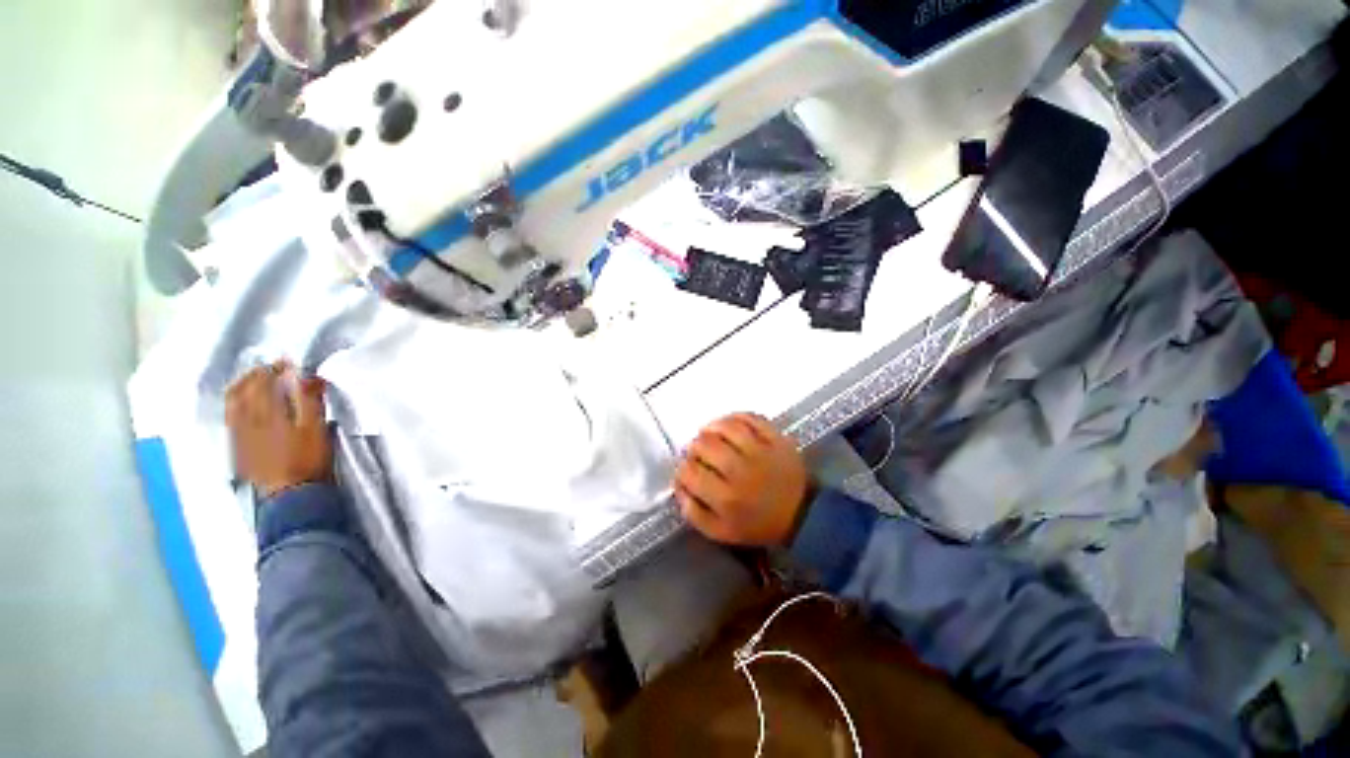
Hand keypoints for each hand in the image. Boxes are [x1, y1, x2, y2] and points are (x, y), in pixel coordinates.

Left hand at [226, 361, 331, 499]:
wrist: (291, 494)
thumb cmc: (308, 458)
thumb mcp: (315, 427)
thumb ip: (308, 400)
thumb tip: (304, 375)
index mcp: (266, 412)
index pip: (264, 382)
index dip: (275, 369)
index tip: (287, 361)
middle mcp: (245, 420)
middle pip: (242, 390)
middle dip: (253, 375)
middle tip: (268, 369)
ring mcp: (239, 434)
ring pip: (232, 404)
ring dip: (241, 388)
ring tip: (253, 383)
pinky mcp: (238, 447)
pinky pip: (230, 419)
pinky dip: (236, 405)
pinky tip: (244, 406)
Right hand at [674, 413, 810, 546]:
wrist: (802, 515)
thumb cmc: (759, 524)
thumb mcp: (722, 532)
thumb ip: (694, 513)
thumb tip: (678, 487)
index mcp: (726, 498)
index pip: (690, 472)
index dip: (682, 469)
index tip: (687, 470)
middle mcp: (740, 471)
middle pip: (705, 445)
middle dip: (694, 447)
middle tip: (697, 452)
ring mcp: (760, 451)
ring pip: (726, 427)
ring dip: (711, 427)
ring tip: (708, 433)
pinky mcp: (776, 439)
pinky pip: (752, 418)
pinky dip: (736, 416)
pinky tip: (729, 424)